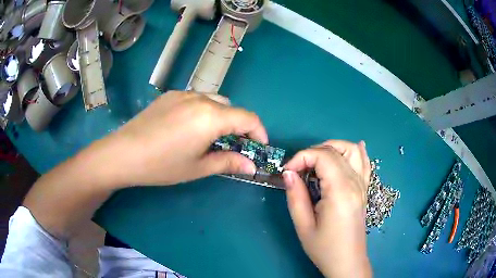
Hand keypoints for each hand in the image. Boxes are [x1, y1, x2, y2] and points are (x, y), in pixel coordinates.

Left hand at [93, 91, 267, 186]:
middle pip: (231, 108)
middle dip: (238, 126)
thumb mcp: (198, 168)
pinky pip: (195, 99)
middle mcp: (201, 98)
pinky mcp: (170, 95)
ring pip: (214, 101)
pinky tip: (188, 128)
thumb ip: (229, 162)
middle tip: (232, 146)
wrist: (124, 153)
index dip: (259, 132)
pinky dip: (203, 111)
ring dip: (221, 117)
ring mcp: (183, 94)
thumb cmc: (162, 165)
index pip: (248, 118)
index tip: (259, 147)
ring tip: (209, 137)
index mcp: (211, 116)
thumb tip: (252, 166)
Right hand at [283, 140, 371, 277]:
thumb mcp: (304, 226)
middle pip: (335, 150)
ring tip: (317, 160)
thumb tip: (288, 172)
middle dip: (312, 153)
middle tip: (298, 169)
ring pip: (352, 150)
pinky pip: (365, 162)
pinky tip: (351, 149)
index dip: (301, 157)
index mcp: (340, 191)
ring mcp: (363, 184)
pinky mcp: (364, 189)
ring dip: (333, 148)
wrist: (347, 262)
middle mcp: (355, 182)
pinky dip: (356, 151)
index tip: (287, 171)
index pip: (322, 156)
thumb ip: (295, 196)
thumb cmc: (324, 248)